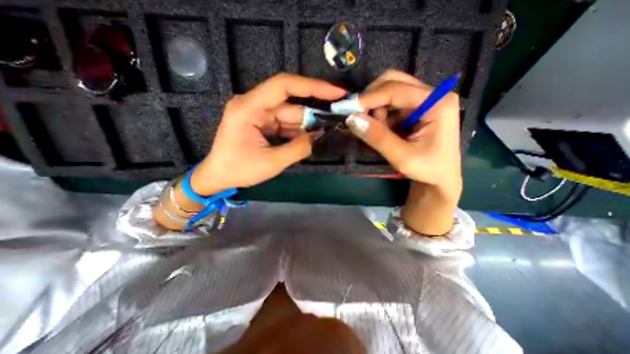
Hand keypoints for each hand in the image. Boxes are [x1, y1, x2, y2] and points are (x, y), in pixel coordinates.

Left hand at [194, 74, 349, 194]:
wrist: (219, 177)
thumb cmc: (239, 170)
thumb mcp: (271, 163)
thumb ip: (298, 149)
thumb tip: (318, 136)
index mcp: (249, 108)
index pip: (283, 86)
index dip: (312, 86)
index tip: (335, 92)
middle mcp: (253, 105)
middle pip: (290, 103)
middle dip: (313, 112)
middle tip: (336, 117)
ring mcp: (258, 114)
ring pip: (290, 115)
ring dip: (307, 124)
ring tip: (326, 131)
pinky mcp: (262, 123)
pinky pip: (285, 124)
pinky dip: (298, 131)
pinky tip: (310, 137)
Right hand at [343, 69, 461, 235]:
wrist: (440, 178)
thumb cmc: (427, 169)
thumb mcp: (401, 157)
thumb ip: (377, 137)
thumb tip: (351, 118)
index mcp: (437, 103)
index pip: (396, 90)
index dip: (369, 97)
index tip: (348, 109)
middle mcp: (432, 95)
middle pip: (393, 82)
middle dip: (372, 98)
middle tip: (360, 117)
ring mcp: (423, 100)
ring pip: (389, 92)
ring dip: (376, 110)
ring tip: (379, 132)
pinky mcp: (415, 109)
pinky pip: (390, 104)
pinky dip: (380, 115)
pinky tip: (384, 131)